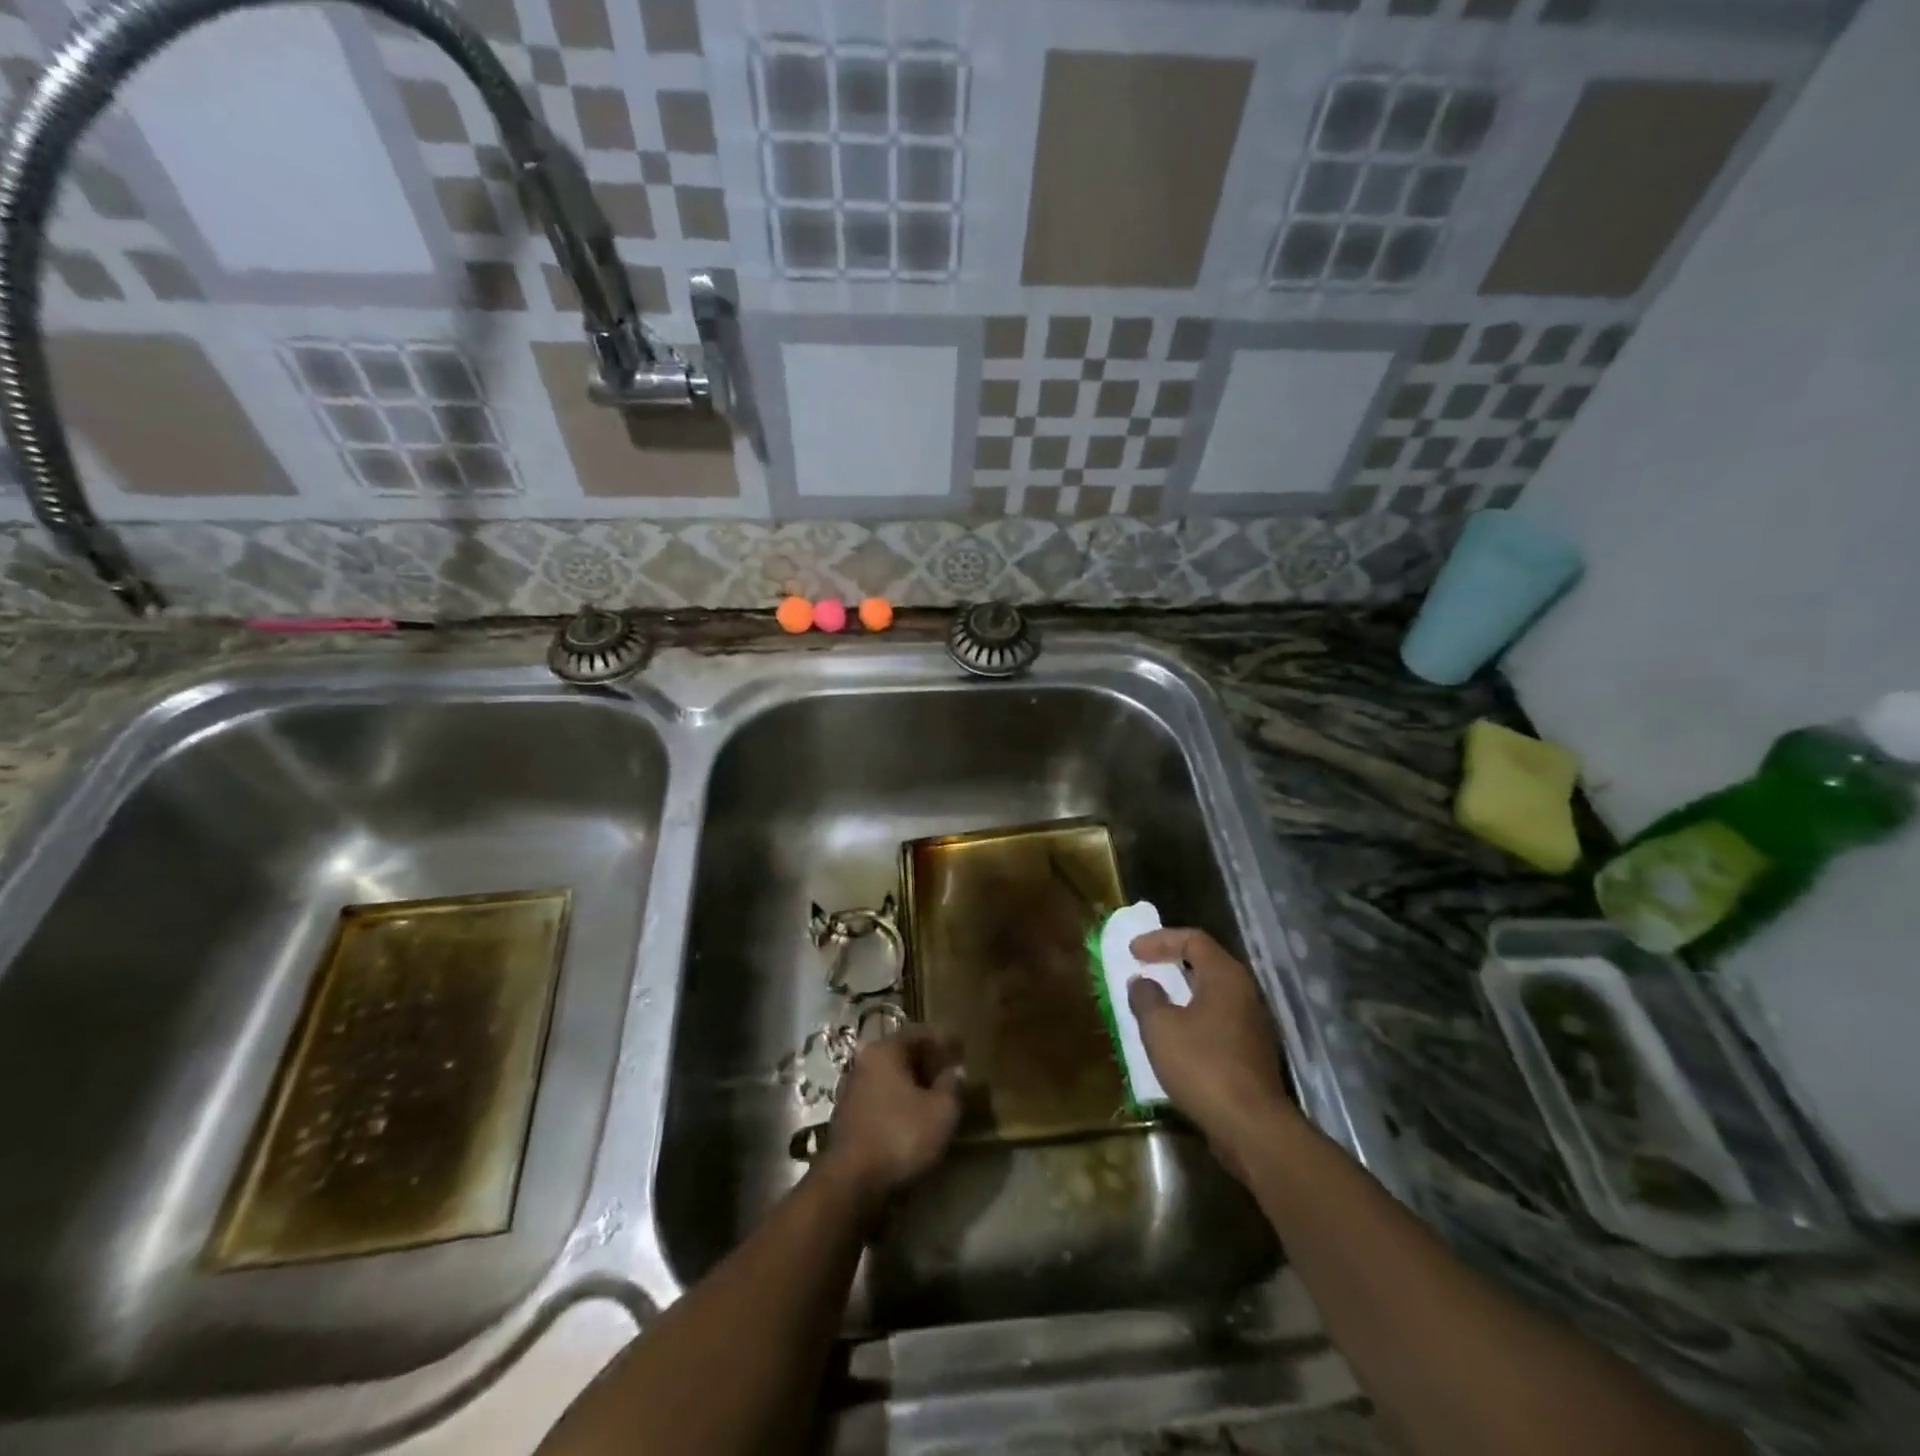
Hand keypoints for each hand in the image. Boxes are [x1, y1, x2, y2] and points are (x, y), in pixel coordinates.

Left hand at [821, 1026, 964, 1204]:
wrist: (851, 1183)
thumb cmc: (901, 1136)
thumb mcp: (942, 1112)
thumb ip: (952, 1086)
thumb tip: (955, 1071)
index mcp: (884, 1050)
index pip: (919, 1033)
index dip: (943, 1039)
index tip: (961, 1048)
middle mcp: (863, 1062)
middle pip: (901, 1053)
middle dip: (926, 1061)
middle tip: (949, 1072)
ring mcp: (851, 1090)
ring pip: (889, 1077)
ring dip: (911, 1084)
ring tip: (934, 1096)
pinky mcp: (846, 1117)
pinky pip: (879, 1098)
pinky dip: (897, 1102)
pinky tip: (911, 1117)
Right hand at [1127, 928, 1295, 1175]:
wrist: (1251, 1127)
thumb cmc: (1202, 1066)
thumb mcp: (1160, 1028)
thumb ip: (1146, 998)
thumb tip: (1142, 982)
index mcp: (1226, 976)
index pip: (1193, 939)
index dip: (1160, 940)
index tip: (1133, 952)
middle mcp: (1245, 992)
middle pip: (1206, 963)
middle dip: (1172, 962)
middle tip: (1144, 968)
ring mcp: (1253, 1023)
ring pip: (1213, 993)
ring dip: (1182, 992)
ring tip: (1155, 1001)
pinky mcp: (1252, 1052)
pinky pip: (1218, 1019)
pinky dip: (1193, 1017)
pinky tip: (1175, 1036)